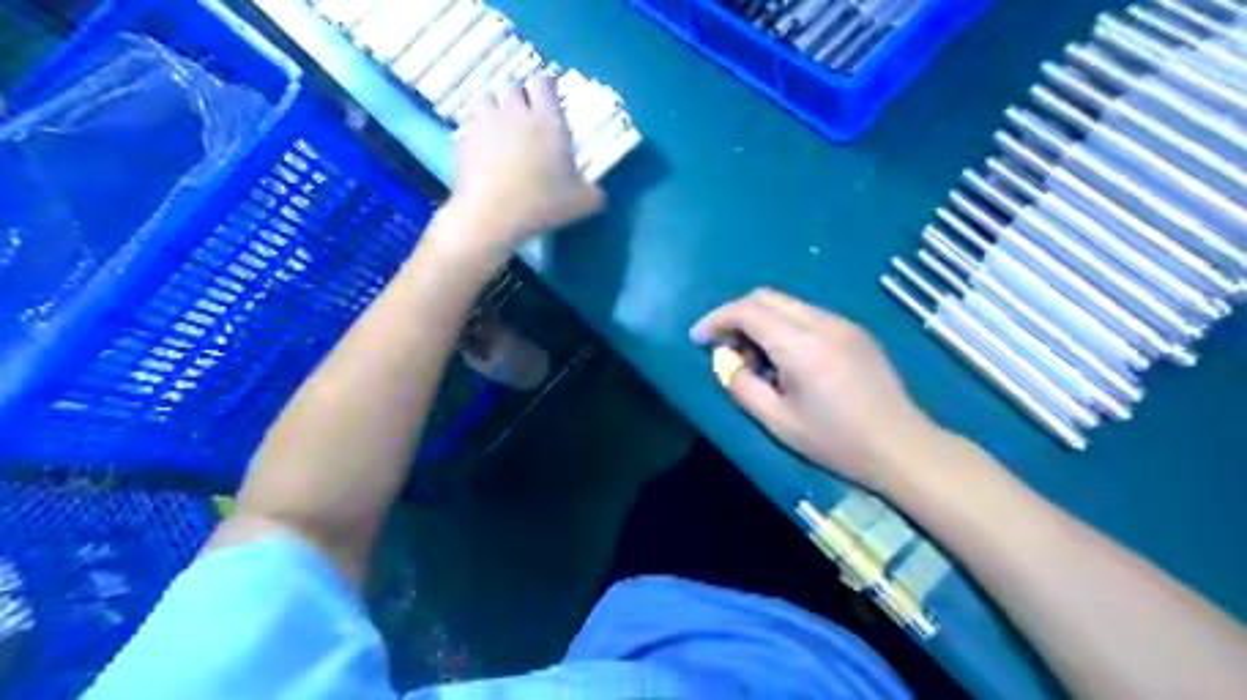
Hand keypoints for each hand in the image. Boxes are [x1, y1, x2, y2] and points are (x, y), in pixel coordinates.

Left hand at [445, 72, 607, 262]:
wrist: (493, 215)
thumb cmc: (544, 203)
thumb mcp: (584, 202)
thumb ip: (594, 192)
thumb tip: (598, 193)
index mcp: (547, 119)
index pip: (544, 82)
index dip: (548, 86)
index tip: (552, 98)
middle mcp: (515, 112)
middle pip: (513, 87)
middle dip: (520, 98)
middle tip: (528, 118)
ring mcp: (485, 123)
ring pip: (487, 100)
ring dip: (495, 109)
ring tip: (502, 129)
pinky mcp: (463, 140)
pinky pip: (470, 126)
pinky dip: (477, 133)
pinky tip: (484, 151)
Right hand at [691, 289, 945, 492]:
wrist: (901, 446)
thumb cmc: (836, 442)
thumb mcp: (778, 422)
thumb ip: (742, 386)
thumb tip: (724, 361)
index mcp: (801, 346)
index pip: (748, 311)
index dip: (716, 319)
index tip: (698, 339)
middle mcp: (822, 323)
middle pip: (766, 296)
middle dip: (736, 315)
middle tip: (725, 348)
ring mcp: (842, 323)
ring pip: (787, 303)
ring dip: (761, 321)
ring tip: (756, 360)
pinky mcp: (854, 331)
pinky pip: (807, 315)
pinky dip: (783, 326)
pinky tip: (786, 360)